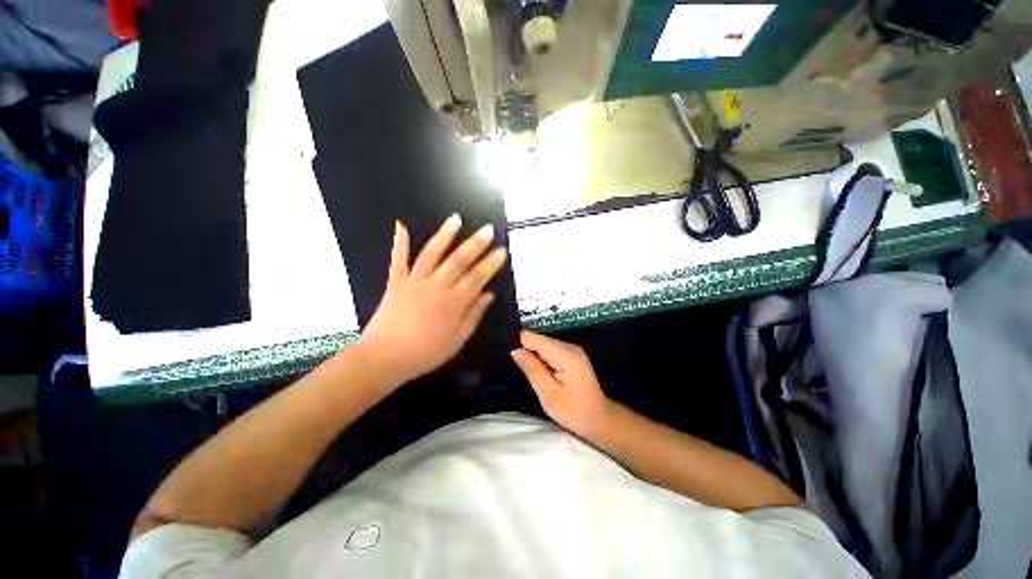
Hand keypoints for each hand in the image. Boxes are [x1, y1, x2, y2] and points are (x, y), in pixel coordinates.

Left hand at [358, 215, 507, 386]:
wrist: (383, 358)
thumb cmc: (424, 353)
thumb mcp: (456, 340)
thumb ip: (473, 315)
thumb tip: (489, 294)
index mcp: (453, 303)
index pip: (477, 278)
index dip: (491, 263)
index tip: (502, 251)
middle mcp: (436, 286)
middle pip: (458, 260)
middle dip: (475, 244)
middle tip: (488, 229)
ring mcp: (414, 281)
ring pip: (432, 253)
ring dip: (445, 234)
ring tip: (456, 219)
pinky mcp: (396, 282)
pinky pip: (398, 259)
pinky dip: (400, 242)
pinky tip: (401, 224)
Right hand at [510, 331, 612, 437]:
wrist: (600, 420)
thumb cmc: (574, 411)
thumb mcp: (548, 393)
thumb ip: (532, 369)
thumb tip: (515, 350)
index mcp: (565, 354)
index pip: (534, 338)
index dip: (519, 344)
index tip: (508, 356)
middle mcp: (569, 347)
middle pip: (539, 340)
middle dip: (526, 350)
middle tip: (515, 367)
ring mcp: (572, 350)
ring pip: (544, 345)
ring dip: (533, 355)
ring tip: (524, 370)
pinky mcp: (572, 356)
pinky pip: (550, 351)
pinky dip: (541, 358)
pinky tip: (537, 371)